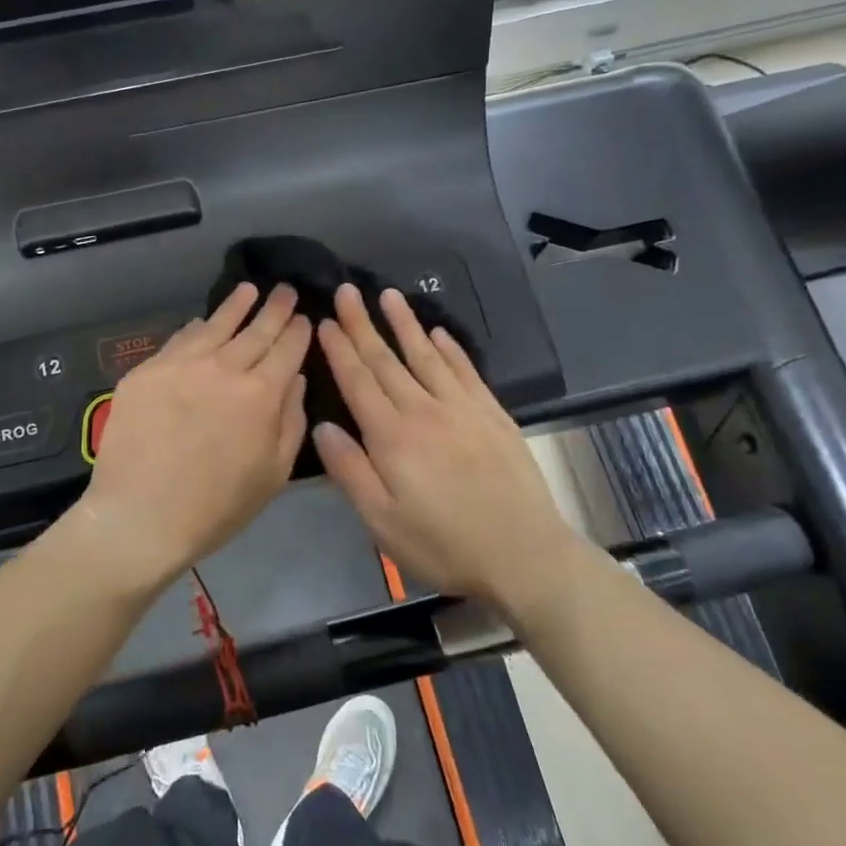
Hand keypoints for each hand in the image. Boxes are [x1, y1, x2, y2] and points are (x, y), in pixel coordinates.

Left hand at [79, 283, 309, 588]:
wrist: (141, 516)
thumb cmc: (217, 507)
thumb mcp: (274, 474)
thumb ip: (290, 421)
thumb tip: (295, 379)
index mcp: (261, 394)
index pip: (287, 350)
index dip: (298, 331)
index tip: (304, 316)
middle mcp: (223, 368)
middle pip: (255, 331)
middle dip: (274, 309)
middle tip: (285, 290)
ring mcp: (181, 365)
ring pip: (214, 326)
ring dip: (236, 306)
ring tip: (249, 290)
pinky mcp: (146, 372)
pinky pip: (178, 341)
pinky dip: (196, 328)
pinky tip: (201, 322)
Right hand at [313, 284, 578, 603]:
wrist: (523, 554)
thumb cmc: (443, 544)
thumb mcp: (382, 521)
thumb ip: (349, 470)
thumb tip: (322, 426)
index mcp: (392, 436)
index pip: (358, 381)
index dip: (340, 349)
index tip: (325, 321)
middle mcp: (424, 410)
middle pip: (387, 360)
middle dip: (363, 324)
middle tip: (348, 291)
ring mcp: (462, 408)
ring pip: (426, 356)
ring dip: (405, 324)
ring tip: (389, 295)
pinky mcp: (492, 414)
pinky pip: (466, 371)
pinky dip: (450, 348)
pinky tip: (438, 333)